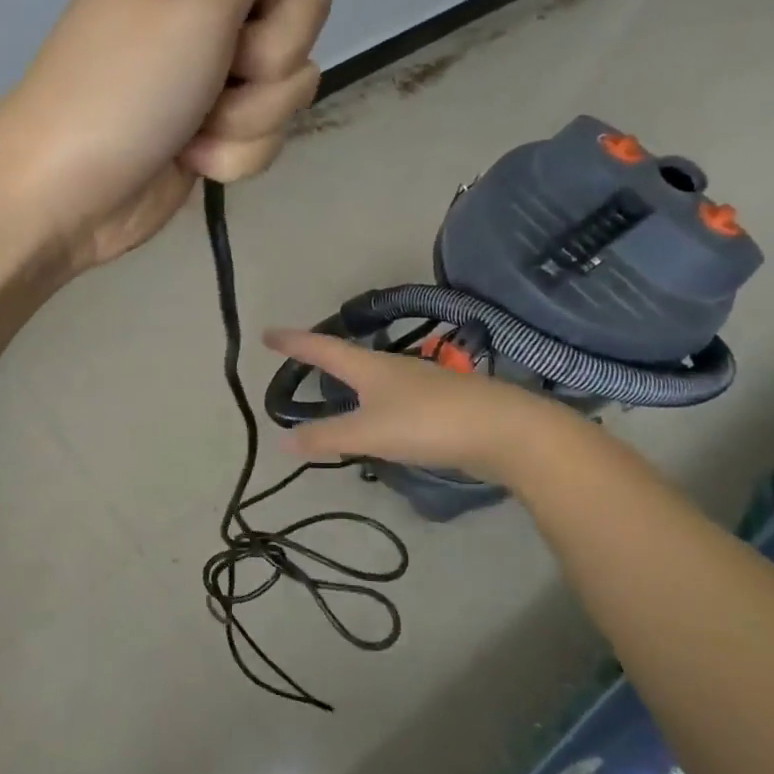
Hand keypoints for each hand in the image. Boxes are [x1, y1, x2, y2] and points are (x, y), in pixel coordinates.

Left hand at [0, 0, 385, 271]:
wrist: (65, 196)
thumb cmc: (120, 85)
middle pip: (303, 2)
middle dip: (272, 48)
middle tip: (220, 68)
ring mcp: (211, 69)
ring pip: (291, 77)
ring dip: (250, 112)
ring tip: (196, 125)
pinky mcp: (214, 126)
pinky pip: (265, 130)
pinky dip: (234, 151)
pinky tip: (191, 159)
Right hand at [264, 328, 576, 485]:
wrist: (506, 431)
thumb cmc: (429, 423)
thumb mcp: (369, 432)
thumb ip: (326, 437)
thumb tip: (281, 440)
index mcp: (369, 366)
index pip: (321, 348)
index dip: (293, 342)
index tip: (267, 333)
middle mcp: (392, 368)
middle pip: (348, 356)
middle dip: (321, 356)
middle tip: (298, 358)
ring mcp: (420, 384)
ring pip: (374, 377)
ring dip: (350, 380)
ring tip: (334, 387)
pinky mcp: (440, 404)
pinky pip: (393, 398)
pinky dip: (374, 403)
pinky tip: (379, 420)